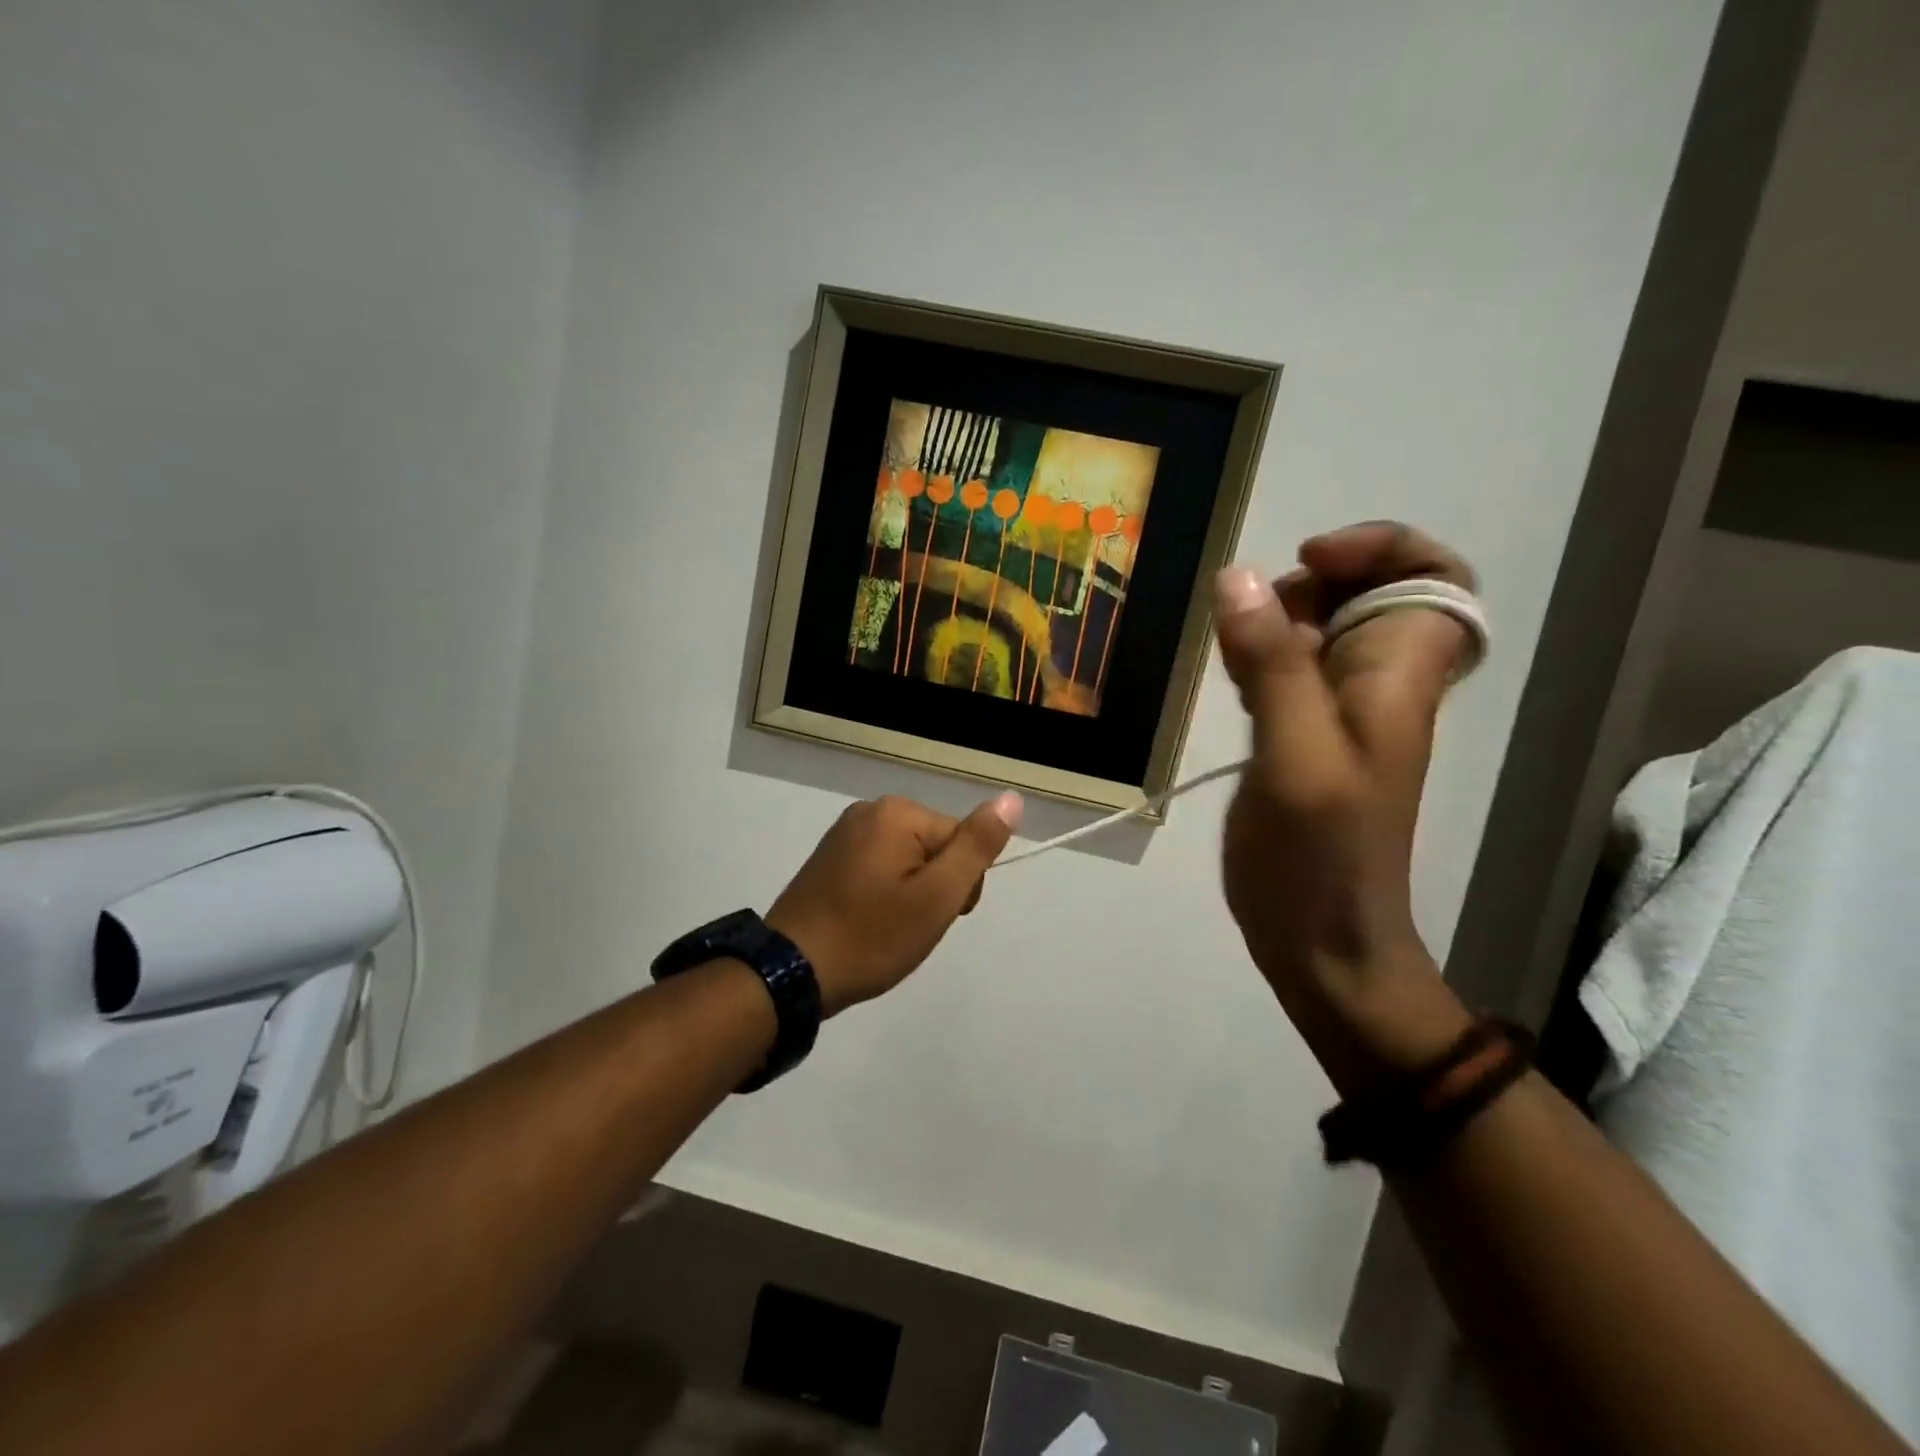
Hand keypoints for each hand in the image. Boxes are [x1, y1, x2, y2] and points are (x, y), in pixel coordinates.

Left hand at [768, 791, 1022, 1015]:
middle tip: (910, 926)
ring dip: (911, 894)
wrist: (791, 972)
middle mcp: (870, 810)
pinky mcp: (829, 857)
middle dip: (934, 888)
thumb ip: (976, 847)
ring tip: (887, 928)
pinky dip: (884, 894)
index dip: (960, 884)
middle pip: (934, 846)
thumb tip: (1011, 798)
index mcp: (897, 812)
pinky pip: (879, 867)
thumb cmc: (871, 936)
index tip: (939, 917)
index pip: (961, 840)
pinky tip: (868, 921)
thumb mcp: (936, 897)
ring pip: (908, 860)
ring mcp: (844, 832)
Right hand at [1215, 522, 1478, 1095]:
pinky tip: (1229, 675)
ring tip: (1233, 649)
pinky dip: (1259, 655)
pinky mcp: (1301, 738)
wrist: (1320, 942)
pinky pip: (1289, 669)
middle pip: (1370, 592)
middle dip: (1313, 582)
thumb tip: (1238, 576)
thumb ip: (1272, 664)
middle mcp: (1377, 684)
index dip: (1382, 548)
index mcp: (1397, 678)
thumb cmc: (1319, 855)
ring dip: (1277, 619)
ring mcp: (1337, 713)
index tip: (1310, 561)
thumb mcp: (1295, 755)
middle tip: (1256, 615)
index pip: (1435, 576)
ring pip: (1321, 630)